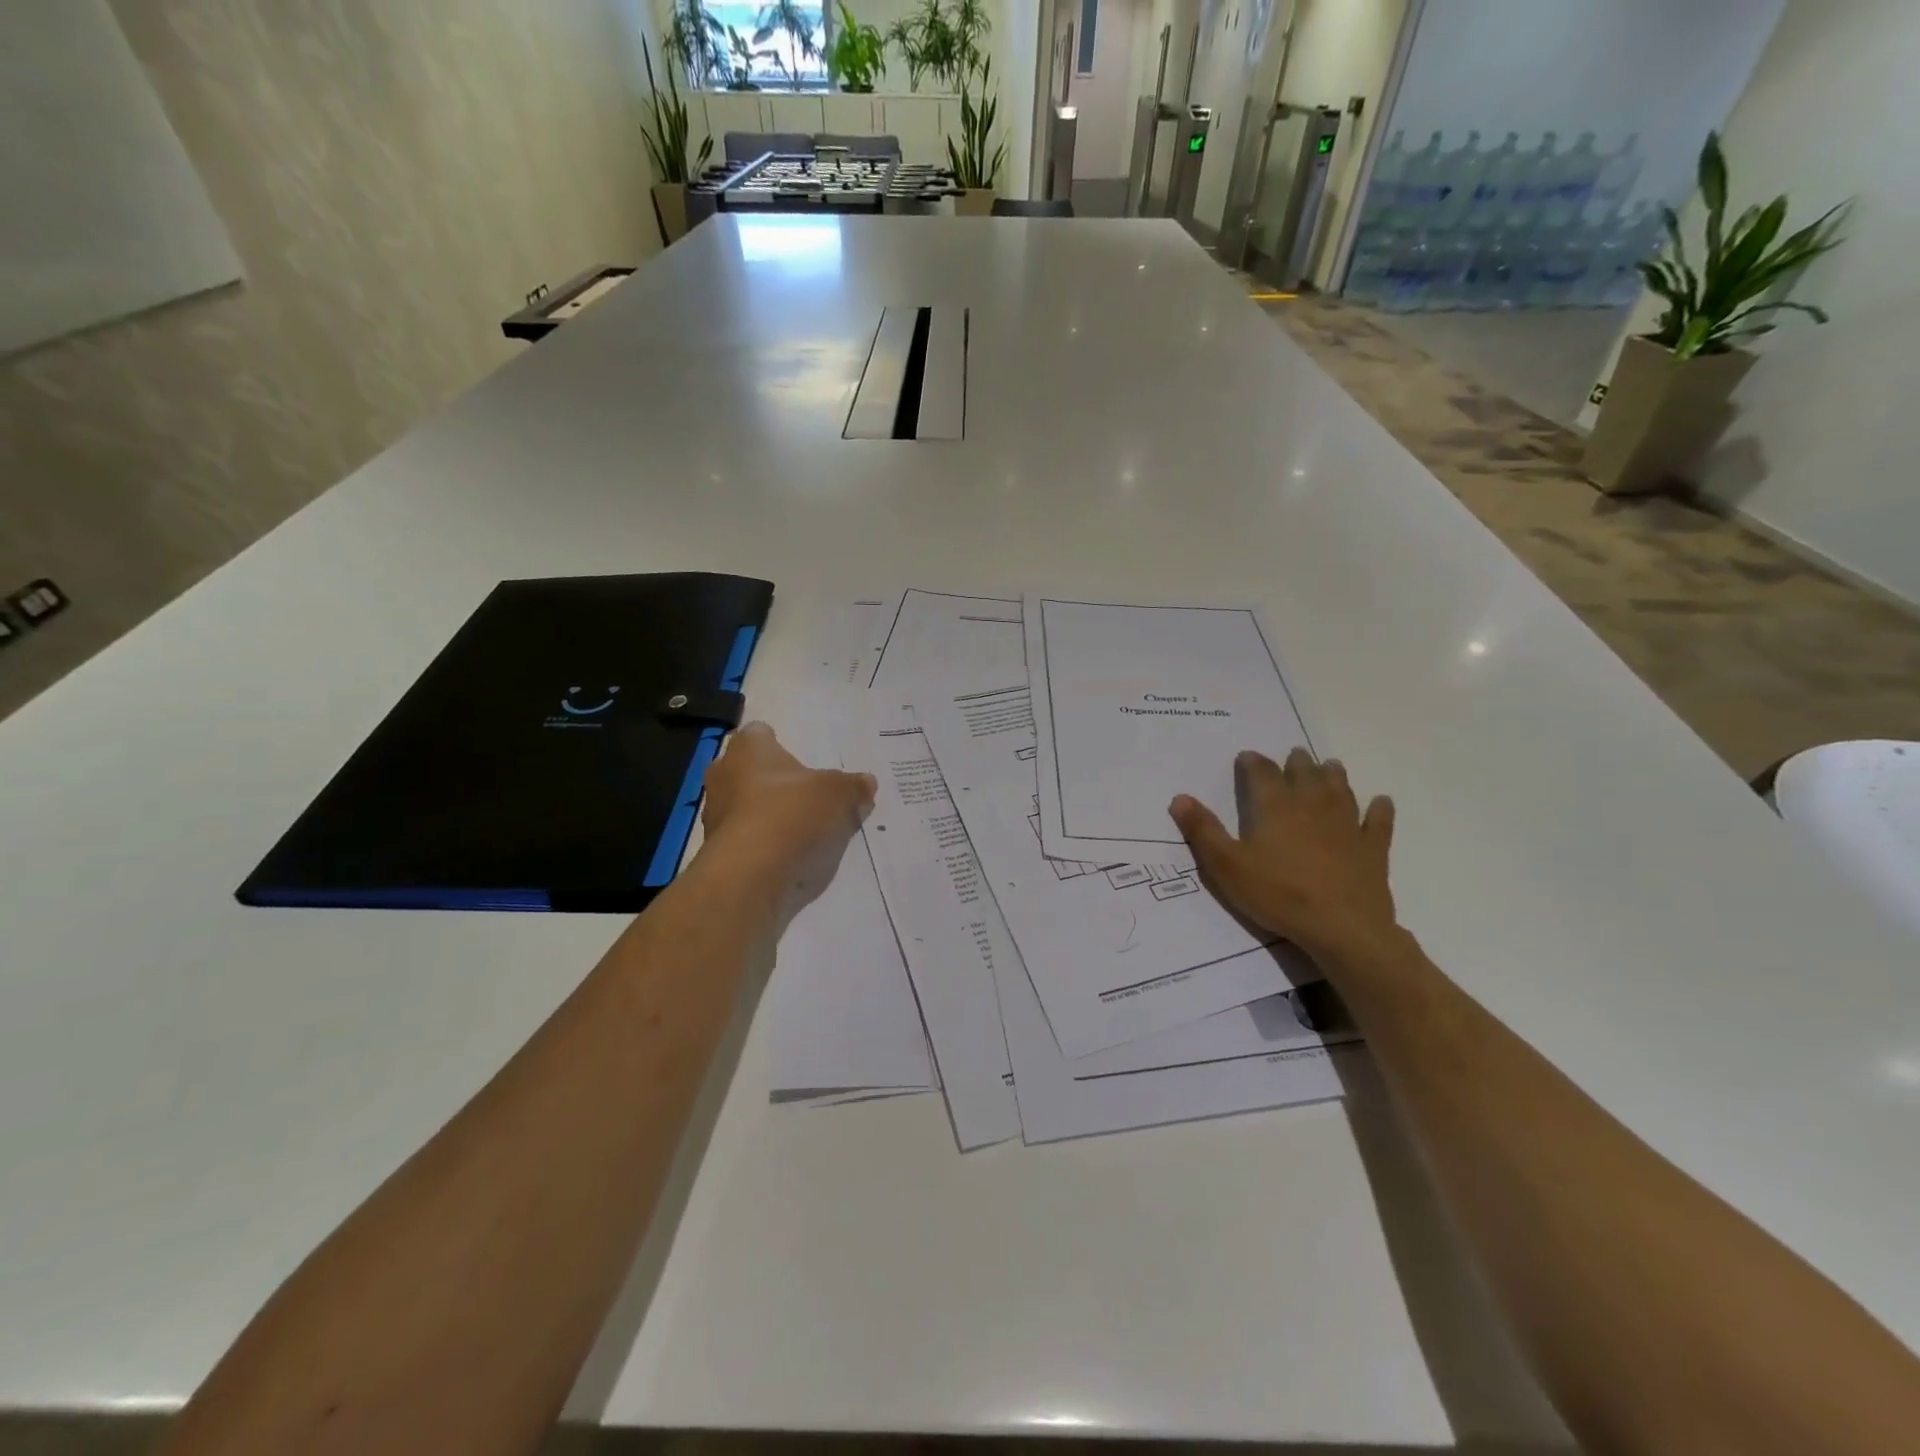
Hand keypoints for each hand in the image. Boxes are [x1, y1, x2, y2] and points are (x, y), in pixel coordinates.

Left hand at [700, 722, 877, 923]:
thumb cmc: (791, 814)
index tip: (801, 761)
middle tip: (808, 795)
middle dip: (776, 782)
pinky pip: (748, 839)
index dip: (779, 743)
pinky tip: (791, 856)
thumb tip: (866, 783)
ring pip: (747, 806)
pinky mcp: (719, 851)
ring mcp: (716, 815)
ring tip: (805, 830)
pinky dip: (766, 844)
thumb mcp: (839, 795)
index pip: (759, 733)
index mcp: (748, 749)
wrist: (750, 876)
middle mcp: (723, 774)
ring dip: (770, 815)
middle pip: (751, 771)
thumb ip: (854, 786)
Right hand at [1169, 747, 1398, 966]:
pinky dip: (1380, 809)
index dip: (1253, 762)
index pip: (1262, 773)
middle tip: (1294, 754)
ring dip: (1334, 775)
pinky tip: (1382, 802)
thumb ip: (1203, 830)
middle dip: (1297, 762)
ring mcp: (1347, 825)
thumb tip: (1179, 797)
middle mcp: (1312, 806)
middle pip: (1305, 774)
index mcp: (1275, 807)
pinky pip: (1379, 822)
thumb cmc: (1278, 894)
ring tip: (1330, 765)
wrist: (1342, 927)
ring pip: (1341, 790)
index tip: (1247, 756)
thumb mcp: (1226, 865)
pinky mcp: (1373, 848)